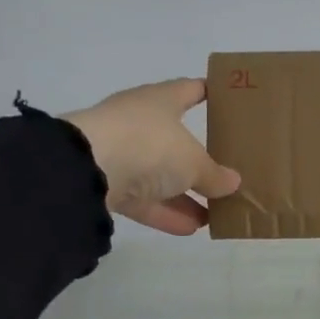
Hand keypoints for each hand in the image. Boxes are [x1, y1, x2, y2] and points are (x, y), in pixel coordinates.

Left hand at [61, 79, 240, 235]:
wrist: (86, 170)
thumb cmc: (149, 146)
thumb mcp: (193, 162)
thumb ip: (215, 174)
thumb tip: (232, 183)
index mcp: (160, 101)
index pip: (189, 89)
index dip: (208, 92)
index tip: (228, 100)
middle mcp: (139, 122)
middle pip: (175, 139)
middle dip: (199, 158)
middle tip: (227, 171)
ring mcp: (121, 153)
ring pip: (160, 174)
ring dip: (184, 194)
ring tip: (214, 213)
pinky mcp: (107, 185)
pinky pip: (144, 199)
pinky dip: (166, 212)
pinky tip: (190, 228)